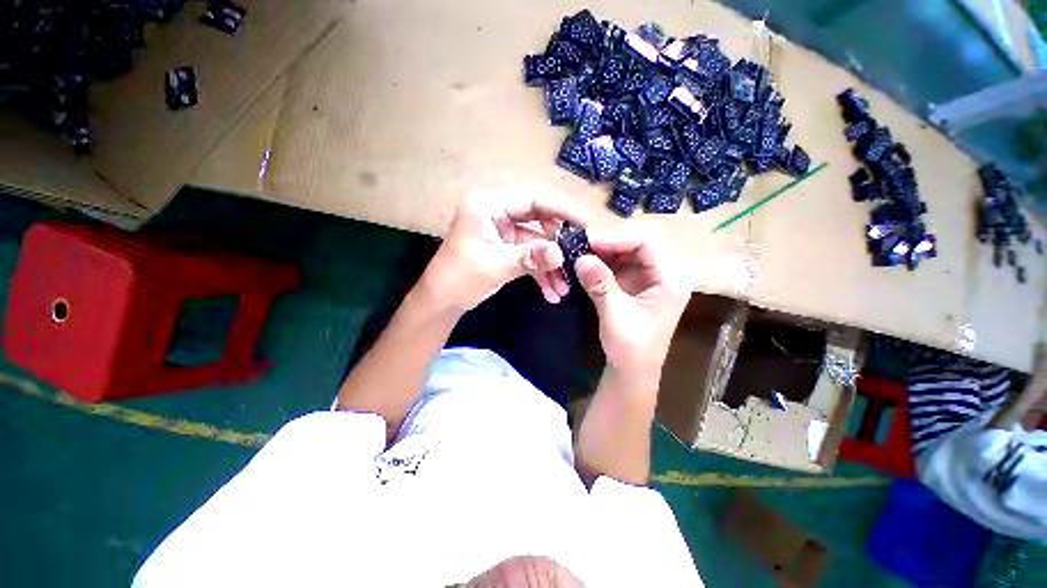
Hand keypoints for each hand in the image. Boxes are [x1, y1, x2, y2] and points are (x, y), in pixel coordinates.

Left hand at [419, 186, 586, 311]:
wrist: (441, 301)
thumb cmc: (460, 278)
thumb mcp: (496, 265)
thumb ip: (530, 258)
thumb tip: (561, 254)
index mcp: (488, 204)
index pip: (533, 198)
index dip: (561, 209)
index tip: (585, 224)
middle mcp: (497, 212)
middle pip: (539, 218)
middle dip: (558, 242)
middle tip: (577, 257)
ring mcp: (503, 230)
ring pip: (537, 240)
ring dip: (551, 264)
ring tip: (565, 286)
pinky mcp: (506, 247)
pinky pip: (529, 254)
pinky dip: (540, 272)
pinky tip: (551, 292)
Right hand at [575, 223, 690, 373]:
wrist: (632, 370)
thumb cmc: (631, 348)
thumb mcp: (615, 317)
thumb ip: (600, 286)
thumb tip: (581, 258)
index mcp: (670, 280)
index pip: (646, 243)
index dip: (616, 239)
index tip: (588, 245)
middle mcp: (662, 273)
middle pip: (636, 244)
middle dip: (607, 244)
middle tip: (580, 248)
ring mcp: (647, 277)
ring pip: (624, 252)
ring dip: (601, 252)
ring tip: (578, 255)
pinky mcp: (634, 284)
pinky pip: (617, 264)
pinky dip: (600, 263)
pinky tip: (584, 265)